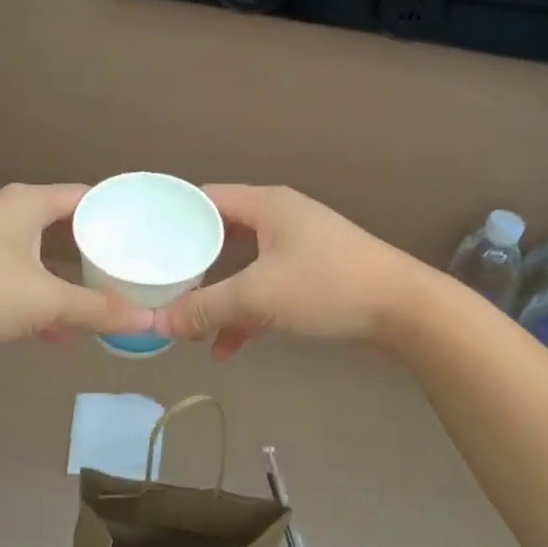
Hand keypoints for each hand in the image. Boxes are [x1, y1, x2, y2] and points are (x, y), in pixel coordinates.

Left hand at [0, 183, 152, 347]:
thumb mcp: (45, 301)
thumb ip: (98, 310)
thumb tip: (148, 320)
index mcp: (31, 202)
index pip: (90, 197)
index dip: (121, 215)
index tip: (152, 236)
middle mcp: (12, 211)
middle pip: (68, 225)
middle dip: (100, 251)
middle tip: (135, 270)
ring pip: (45, 253)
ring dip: (72, 278)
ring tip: (106, 300)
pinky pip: (24, 273)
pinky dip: (44, 295)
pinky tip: (60, 330)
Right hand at [154, 185, 431, 357]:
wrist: (405, 310)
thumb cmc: (326, 286)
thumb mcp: (258, 297)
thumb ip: (205, 308)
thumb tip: (157, 325)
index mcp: (265, 205)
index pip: (204, 198)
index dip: (172, 217)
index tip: (142, 241)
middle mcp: (279, 218)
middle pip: (220, 235)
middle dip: (191, 265)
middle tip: (158, 285)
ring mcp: (297, 247)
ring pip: (242, 267)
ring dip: (218, 296)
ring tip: (188, 324)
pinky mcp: (311, 275)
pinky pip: (265, 288)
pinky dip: (246, 313)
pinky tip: (226, 347)